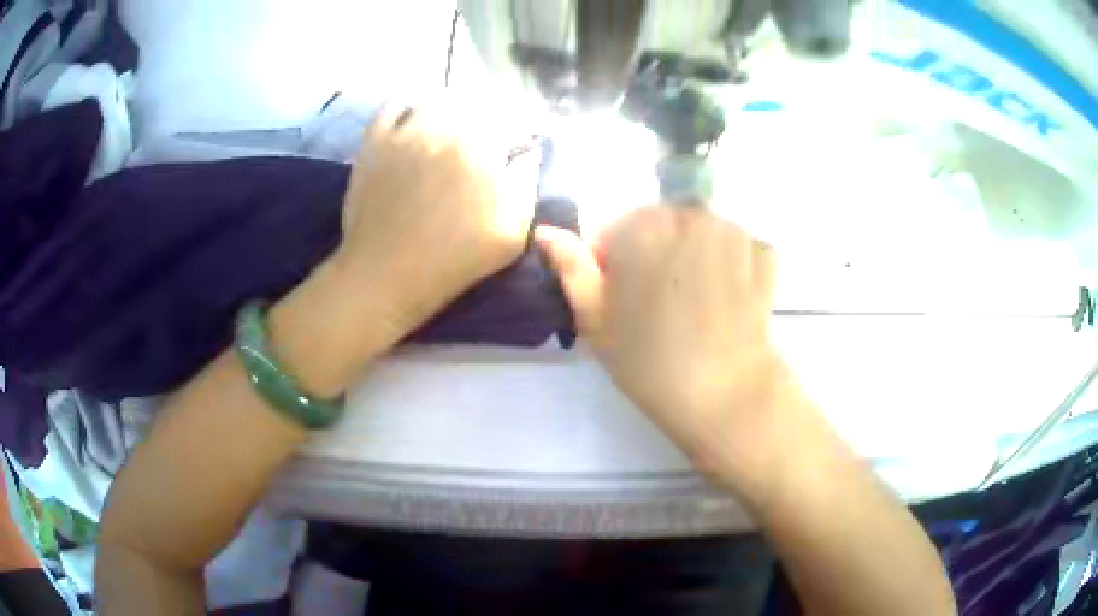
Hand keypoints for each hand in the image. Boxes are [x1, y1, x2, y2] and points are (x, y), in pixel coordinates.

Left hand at [333, 101, 539, 334]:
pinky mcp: (375, 141)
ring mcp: (404, 131)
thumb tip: (528, 154)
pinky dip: (410, 104)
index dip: (517, 133)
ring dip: (451, 108)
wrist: (385, 274)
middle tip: (485, 140)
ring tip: (452, 126)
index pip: (509, 121)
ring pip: (436, 99)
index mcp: (481, 148)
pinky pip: (394, 104)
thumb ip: (526, 186)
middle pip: (473, 105)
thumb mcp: (511, 234)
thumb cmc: (454, 260)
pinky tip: (416, 117)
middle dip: (485, 119)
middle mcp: (443, 127)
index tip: (517, 147)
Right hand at [537, 206, 795, 479]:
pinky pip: (737, 244)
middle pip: (660, 223)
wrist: (727, 395)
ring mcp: (732, 231)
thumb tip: (547, 232)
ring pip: (699, 230)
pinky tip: (727, 296)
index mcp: (641, 228)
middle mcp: (689, 216)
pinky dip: (731, 261)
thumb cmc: (652, 364)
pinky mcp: (763, 253)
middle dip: (654, 252)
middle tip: (658, 303)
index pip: (616, 229)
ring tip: (695, 302)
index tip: (620, 297)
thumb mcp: (596, 321)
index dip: (613, 261)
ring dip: (693, 253)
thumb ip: (572, 269)